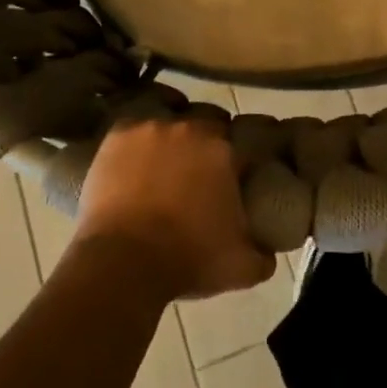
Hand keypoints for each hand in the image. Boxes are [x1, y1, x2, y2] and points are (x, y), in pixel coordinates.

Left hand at [73, 118, 273, 300]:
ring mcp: (152, 127)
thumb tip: (268, 252)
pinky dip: (137, 137)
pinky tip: (134, 155)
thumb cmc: (187, 260)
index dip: (239, 159)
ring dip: (172, 137)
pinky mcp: (118, 135)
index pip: (242, 143)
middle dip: (208, 141)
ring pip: (170, 119)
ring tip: (164, 164)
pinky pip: (134, 125)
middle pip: (208, 121)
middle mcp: (191, 127)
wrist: (122, 264)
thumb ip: (263, 255)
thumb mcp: (241, 268)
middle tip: (200, 171)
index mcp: (225, 150)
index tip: (233, 177)